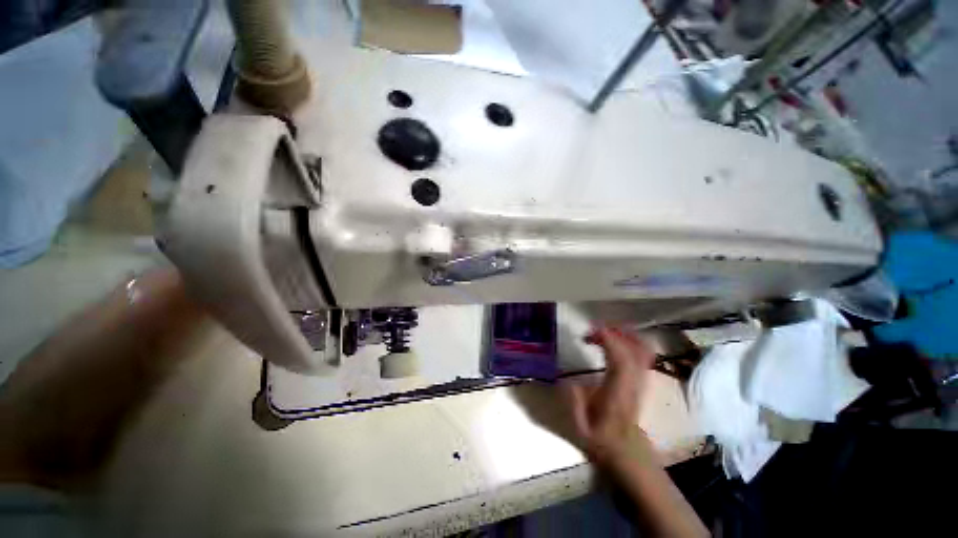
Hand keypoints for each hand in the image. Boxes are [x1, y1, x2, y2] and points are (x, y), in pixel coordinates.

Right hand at [564, 326, 655, 467]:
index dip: (609, 341)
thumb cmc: (601, 437)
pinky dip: (630, 340)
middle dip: (615, 332)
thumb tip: (569, 380)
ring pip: (643, 349)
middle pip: (635, 349)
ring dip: (624, 334)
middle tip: (593, 330)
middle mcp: (633, 383)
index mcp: (618, 394)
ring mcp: (641, 379)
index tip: (592, 330)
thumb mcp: (580, 426)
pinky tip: (614, 339)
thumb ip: (575, 403)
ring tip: (602, 331)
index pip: (621, 362)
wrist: (625, 448)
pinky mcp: (641, 377)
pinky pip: (643, 353)